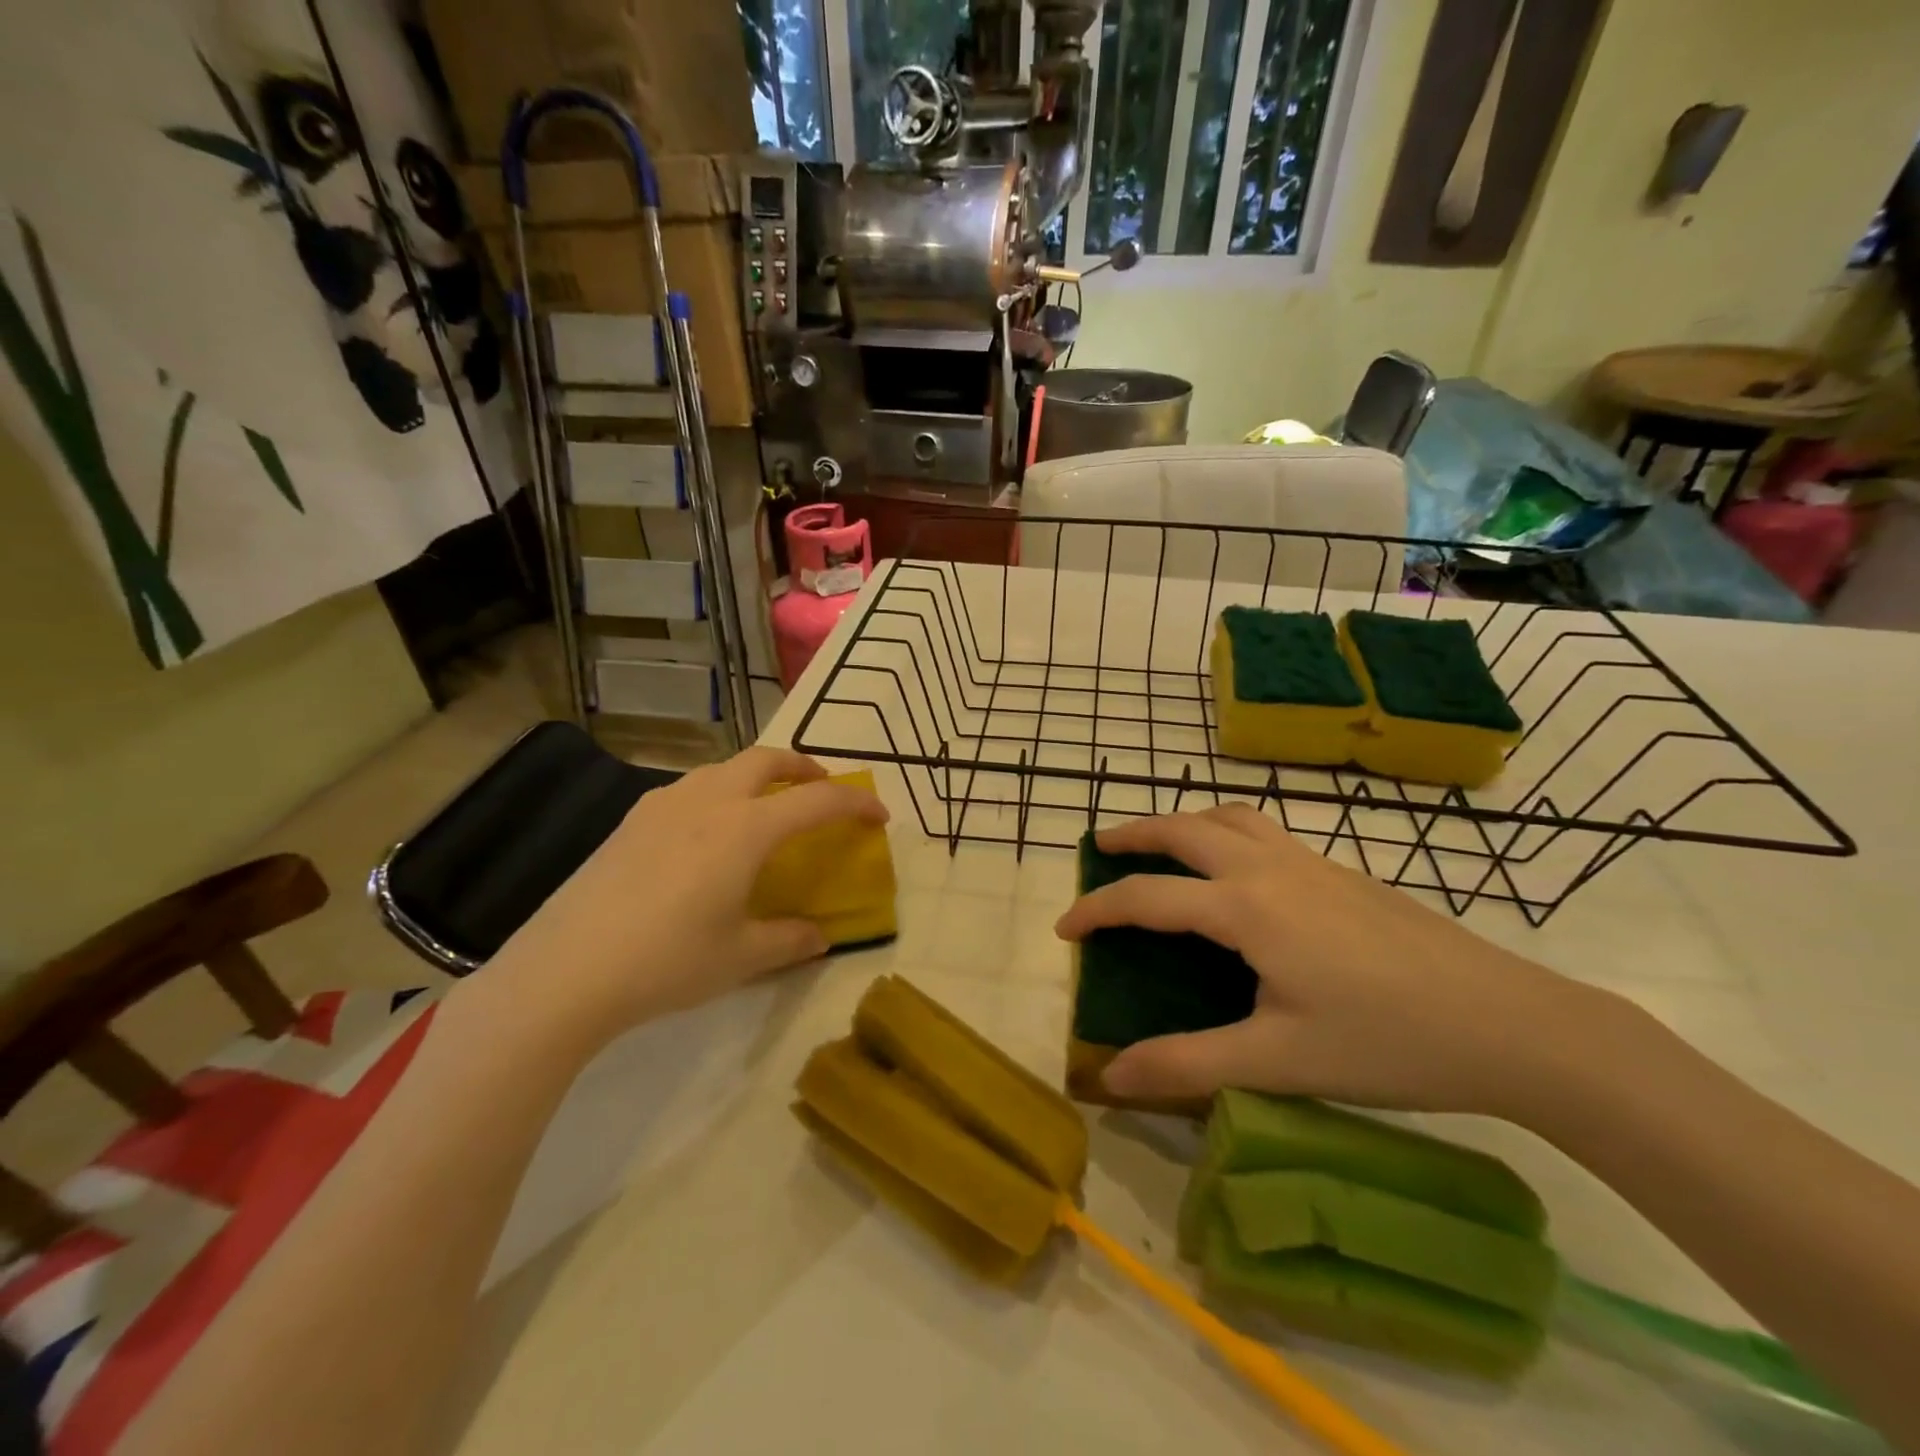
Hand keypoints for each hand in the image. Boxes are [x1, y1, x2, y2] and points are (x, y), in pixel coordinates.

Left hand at [491, 747, 887, 1041]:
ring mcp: (664, 805)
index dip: (855, 805)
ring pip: (724, 768)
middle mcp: (708, 801)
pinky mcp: (631, 821)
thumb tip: (819, 937)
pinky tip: (706, 834)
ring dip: (757, 777)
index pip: (817, 802)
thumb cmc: (667, 961)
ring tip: (765, 809)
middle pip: (766, 759)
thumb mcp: (741, 958)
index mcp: (745, 829)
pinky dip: (718, 794)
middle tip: (820, 789)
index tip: (879, 816)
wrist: (566, 970)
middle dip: (803, 767)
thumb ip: (789, 940)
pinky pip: (690, 789)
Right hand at [1054, 806, 1596, 1116]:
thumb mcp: (1280, 1062)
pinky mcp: (1344, 873)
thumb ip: (1189, 1064)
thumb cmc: (1387, 1042)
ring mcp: (1313, 863)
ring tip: (1163, 844)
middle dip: (1135, 834)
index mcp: (1246, 908)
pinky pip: (1267, 832)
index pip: (1148, 896)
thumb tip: (1112, 1078)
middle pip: (1186, 829)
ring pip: (1231, 818)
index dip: (1098, 909)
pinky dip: (1228, 832)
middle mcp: (1271, 868)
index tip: (1064, 929)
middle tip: (1100, 848)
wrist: (1510, 1023)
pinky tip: (1241, 873)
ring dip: (1185, 823)